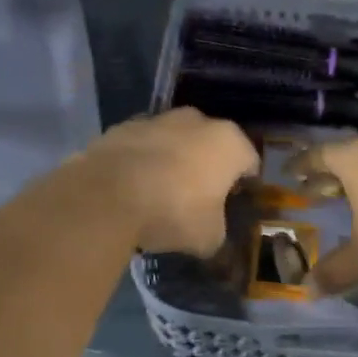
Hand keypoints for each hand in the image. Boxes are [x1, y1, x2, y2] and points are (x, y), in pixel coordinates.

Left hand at [86, 108, 258, 255]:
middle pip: (210, 143)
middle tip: (198, 196)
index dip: (243, 183)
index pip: (249, 161)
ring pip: (174, 139)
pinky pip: (141, 145)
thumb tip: (211, 231)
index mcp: (229, 143)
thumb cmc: (173, 212)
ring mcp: (157, 119)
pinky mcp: (122, 126)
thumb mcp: (209, 237)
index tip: (233, 202)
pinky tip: (132, 186)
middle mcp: (197, 121)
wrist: (108, 195)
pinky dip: (141, 160)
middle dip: (206, 165)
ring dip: (172, 159)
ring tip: (160, 191)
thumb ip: (217, 229)